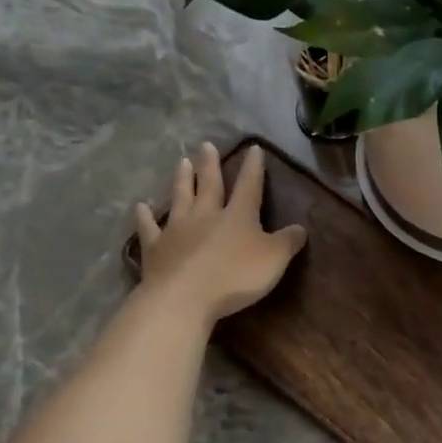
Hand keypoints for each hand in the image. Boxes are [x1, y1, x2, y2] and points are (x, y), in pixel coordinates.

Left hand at [134, 143, 306, 322]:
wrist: (184, 297)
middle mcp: (206, 215)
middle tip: (206, 146)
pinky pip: (149, 228)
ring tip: (182, 162)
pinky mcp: (155, 248)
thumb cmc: (235, 277)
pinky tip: (140, 206)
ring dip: (182, 180)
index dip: (253, 168)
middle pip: (209, 185)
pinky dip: (144, 216)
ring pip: (180, 198)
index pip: (249, 185)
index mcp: (238, 216)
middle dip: (210, 165)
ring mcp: (177, 229)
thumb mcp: (274, 260)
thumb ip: (288, 242)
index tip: (254, 149)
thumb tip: (301, 228)